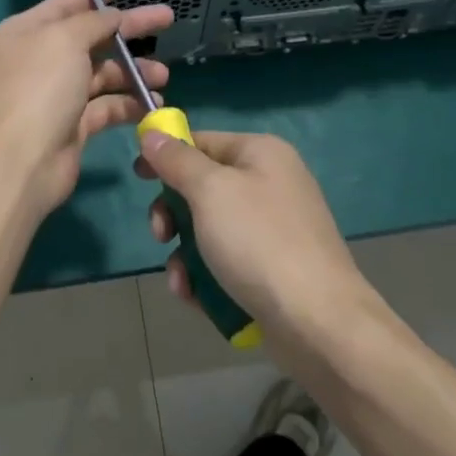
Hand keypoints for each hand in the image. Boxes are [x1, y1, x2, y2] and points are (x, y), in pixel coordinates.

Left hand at [0, 0, 172, 221]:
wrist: (24, 159)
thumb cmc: (41, 86)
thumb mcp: (66, 39)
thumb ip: (95, 22)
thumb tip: (114, 15)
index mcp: (25, 32)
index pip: (64, 6)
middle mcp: (39, 60)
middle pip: (90, 38)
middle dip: (127, 32)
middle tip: (165, 19)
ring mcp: (56, 94)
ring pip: (102, 74)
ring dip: (133, 71)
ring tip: (163, 75)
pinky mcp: (73, 124)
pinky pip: (106, 106)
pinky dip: (129, 103)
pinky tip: (154, 103)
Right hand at [137, 129, 367, 333]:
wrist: (318, 322)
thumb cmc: (259, 242)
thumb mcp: (210, 191)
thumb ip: (177, 160)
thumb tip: (151, 133)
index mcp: (261, 153)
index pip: (202, 141)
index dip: (167, 155)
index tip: (137, 175)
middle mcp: (270, 184)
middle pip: (202, 187)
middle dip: (173, 214)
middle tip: (159, 234)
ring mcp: (273, 229)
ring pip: (209, 229)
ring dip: (184, 253)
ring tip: (180, 280)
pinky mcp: (272, 269)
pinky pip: (226, 261)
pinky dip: (205, 276)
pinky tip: (195, 297)